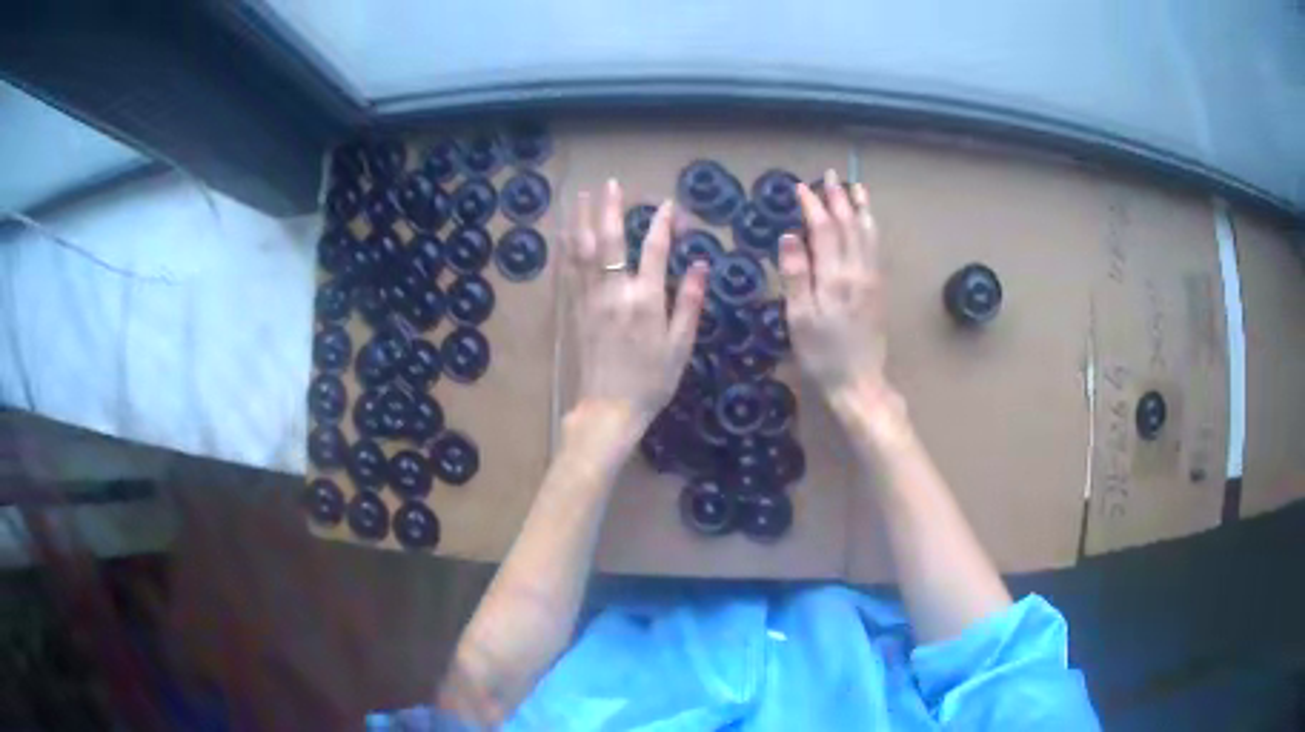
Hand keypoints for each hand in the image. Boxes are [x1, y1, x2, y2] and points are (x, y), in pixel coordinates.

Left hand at [566, 180, 707, 426]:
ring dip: (581, 219)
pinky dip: (566, 248)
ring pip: (582, 250)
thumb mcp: (681, 345)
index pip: (654, 250)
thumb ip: (689, 302)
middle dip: (610, 208)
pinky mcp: (575, 310)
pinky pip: (568, 271)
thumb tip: (700, 264)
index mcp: (646, 300)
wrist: (609, 408)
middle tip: (610, 184)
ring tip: (581, 195)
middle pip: (610, 241)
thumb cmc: (652, 380)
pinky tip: (564, 232)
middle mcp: (615, 292)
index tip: (668, 205)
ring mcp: (590, 299)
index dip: (662, 224)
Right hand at [779, 170, 889, 402]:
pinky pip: (875, 247)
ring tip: (855, 187)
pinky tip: (868, 221)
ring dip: (860, 208)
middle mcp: (857, 271)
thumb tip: (789, 237)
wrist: (860, 383)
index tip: (800, 187)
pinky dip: (870, 227)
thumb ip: (795, 276)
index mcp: (835, 277)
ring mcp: (872, 279)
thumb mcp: (800, 319)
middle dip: (838, 198)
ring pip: (867, 233)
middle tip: (830, 175)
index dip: (812, 206)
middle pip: (848, 225)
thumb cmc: (823, 355)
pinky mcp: (878, 289)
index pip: (823, 229)